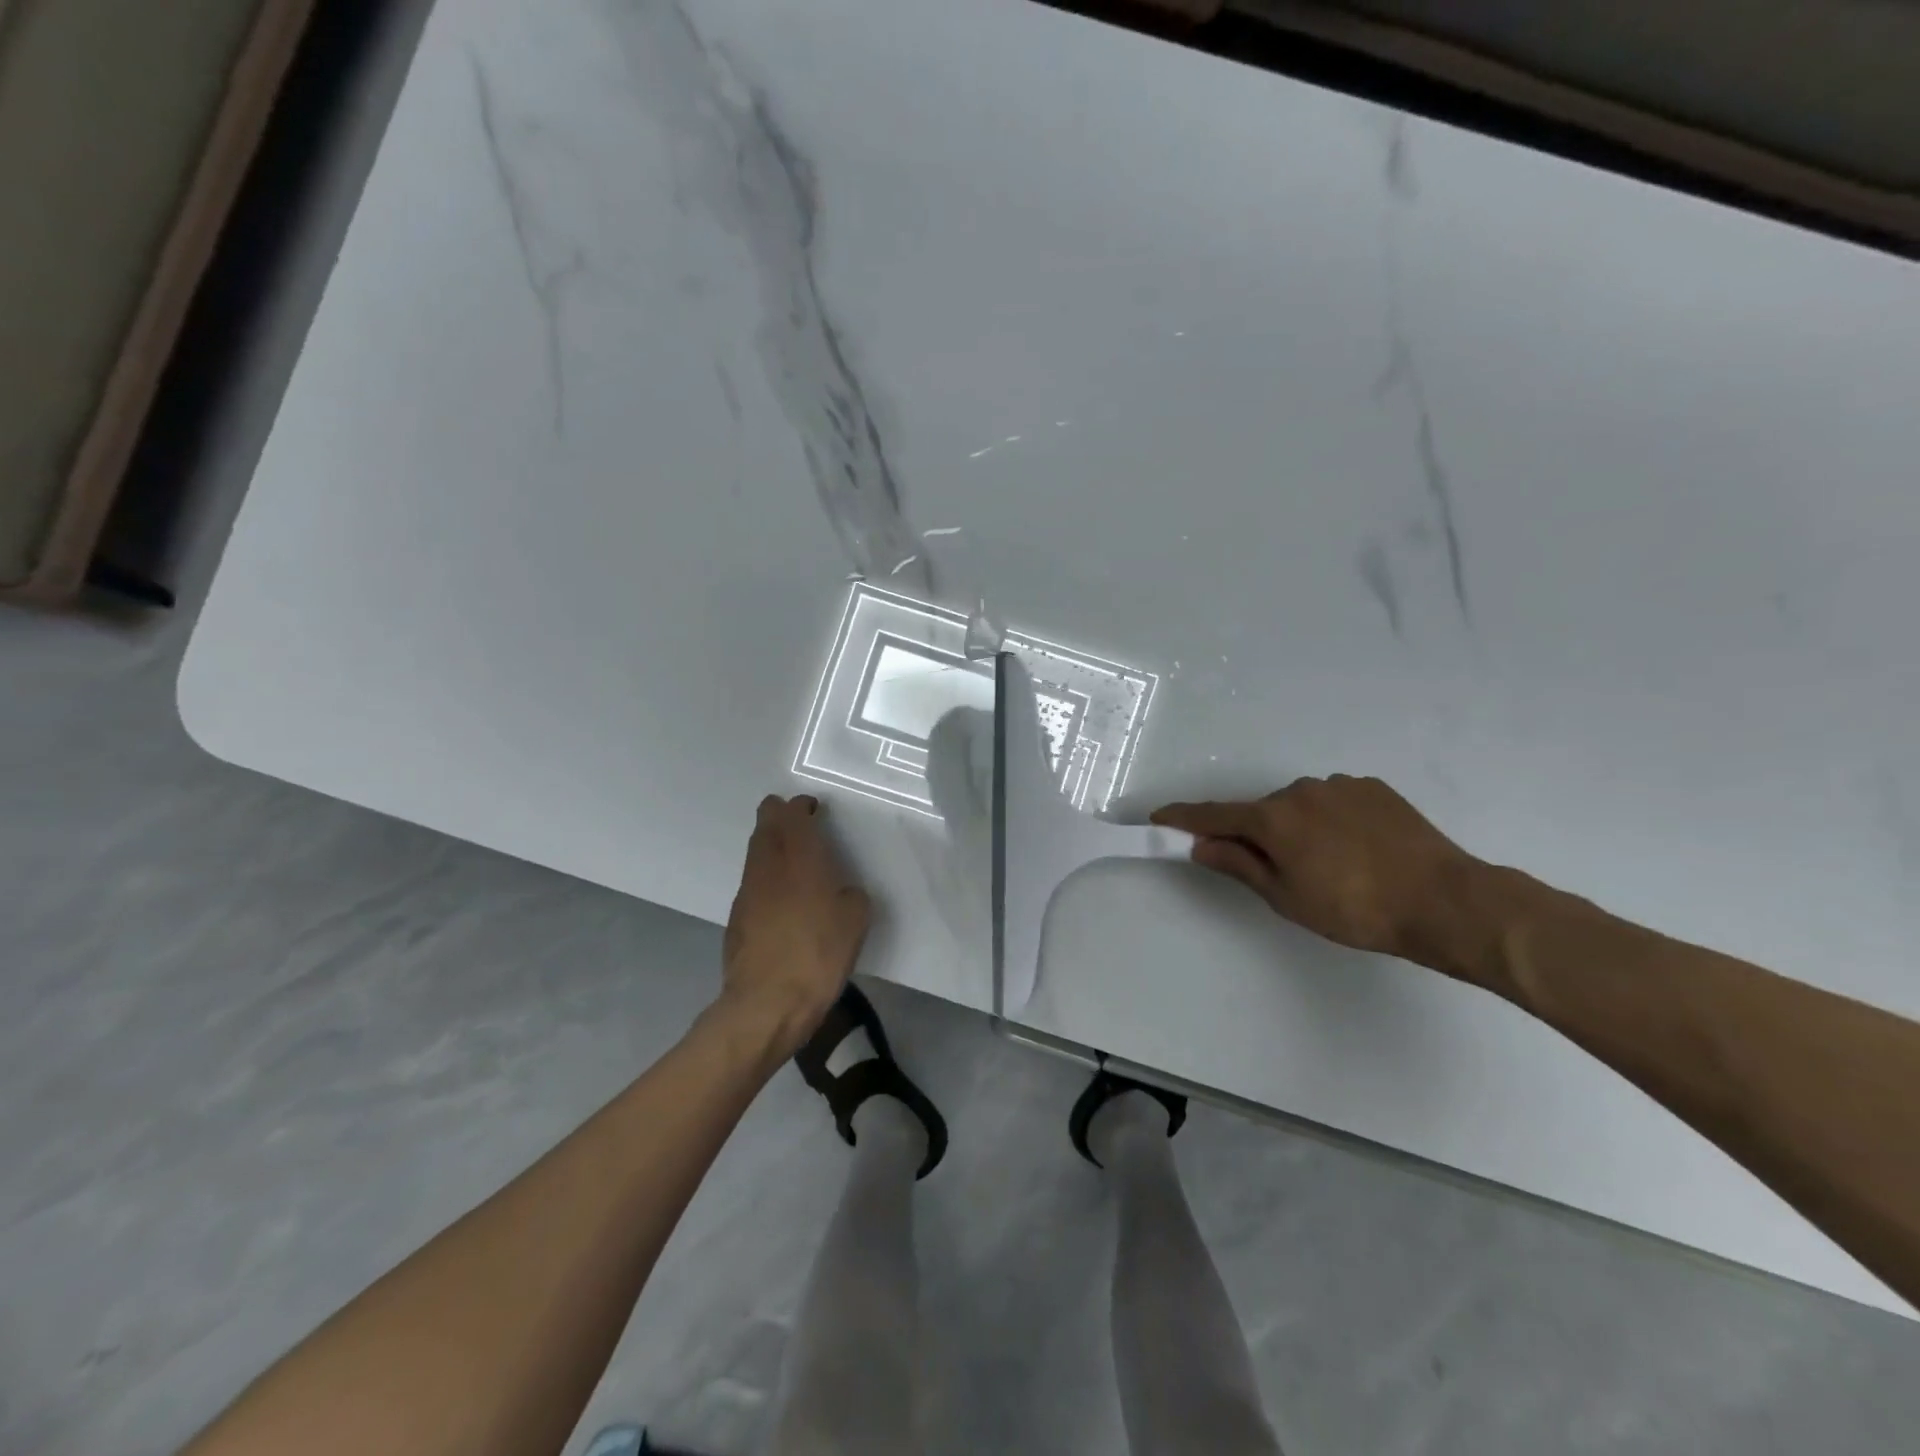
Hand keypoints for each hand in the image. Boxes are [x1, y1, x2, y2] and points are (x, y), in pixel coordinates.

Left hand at [720, 795, 871, 1053]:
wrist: (767, 1003)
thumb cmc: (818, 954)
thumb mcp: (855, 920)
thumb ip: (850, 894)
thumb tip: (840, 891)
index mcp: (800, 857)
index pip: (790, 813)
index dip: (800, 806)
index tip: (815, 811)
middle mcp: (768, 865)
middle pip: (765, 824)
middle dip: (780, 817)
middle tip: (801, 825)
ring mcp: (747, 891)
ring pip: (756, 851)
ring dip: (772, 846)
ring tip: (795, 861)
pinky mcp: (736, 917)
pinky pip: (753, 881)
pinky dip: (766, 877)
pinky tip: (782, 899)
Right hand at [1154, 775, 1492, 976]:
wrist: (1444, 900)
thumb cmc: (1354, 909)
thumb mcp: (1286, 897)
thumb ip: (1239, 865)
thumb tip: (1201, 846)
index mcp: (1273, 818)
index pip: (1214, 815)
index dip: (1184, 818)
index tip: (1160, 817)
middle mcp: (1300, 790)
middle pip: (1261, 811)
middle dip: (1255, 834)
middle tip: (1273, 871)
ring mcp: (1339, 785)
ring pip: (1299, 805)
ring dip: (1296, 827)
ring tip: (1327, 865)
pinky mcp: (1373, 788)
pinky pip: (1334, 801)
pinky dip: (1329, 820)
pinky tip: (1355, 849)